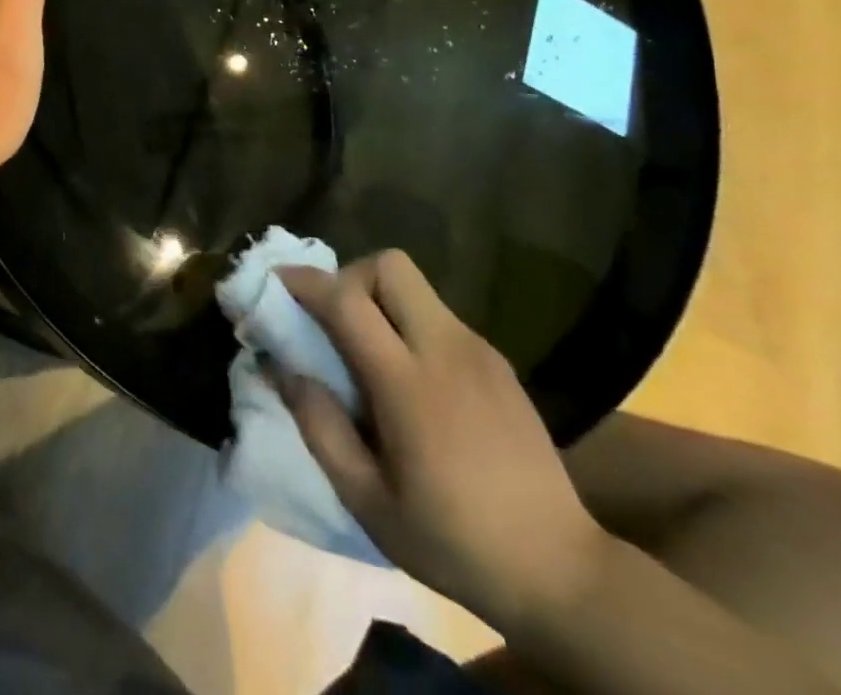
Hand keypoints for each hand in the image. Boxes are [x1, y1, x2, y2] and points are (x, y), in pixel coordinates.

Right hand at [275, 251, 611, 632]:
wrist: (564, 574)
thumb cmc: (453, 541)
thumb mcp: (367, 501)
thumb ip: (318, 426)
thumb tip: (282, 367)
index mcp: (409, 384)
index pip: (347, 300)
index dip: (304, 281)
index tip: (276, 282)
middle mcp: (446, 350)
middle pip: (389, 266)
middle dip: (350, 277)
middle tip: (333, 320)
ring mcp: (479, 352)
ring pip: (415, 286)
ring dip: (378, 299)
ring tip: (368, 353)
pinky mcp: (498, 364)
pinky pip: (438, 316)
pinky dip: (409, 325)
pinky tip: (412, 380)